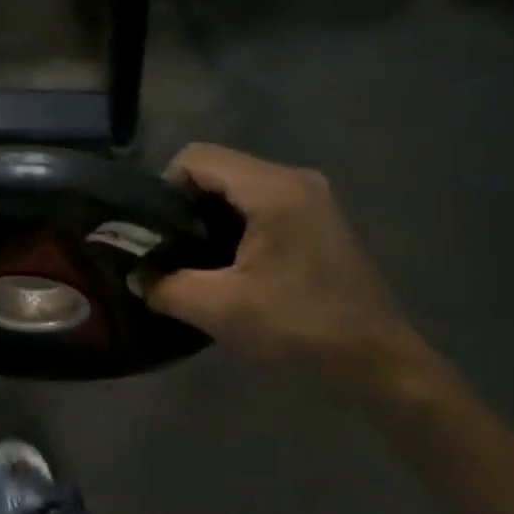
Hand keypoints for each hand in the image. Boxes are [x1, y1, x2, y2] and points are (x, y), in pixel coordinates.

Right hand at [146, 144, 428, 389]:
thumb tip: (137, 276)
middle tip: (172, 246)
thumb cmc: (300, 325)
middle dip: (187, 202)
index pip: (197, 157)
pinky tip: (233, 261)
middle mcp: (294, 178)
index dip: (165, 186)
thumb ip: (167, 287)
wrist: (376, 356)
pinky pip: (263, 200)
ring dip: (212, 213)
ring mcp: (312, 195)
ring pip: (241, 184)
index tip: (156, 229)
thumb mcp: (221, 309)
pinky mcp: (319, 215)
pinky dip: (238, 221)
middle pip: (220, 167)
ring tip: (197, 256)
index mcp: (272, 189)